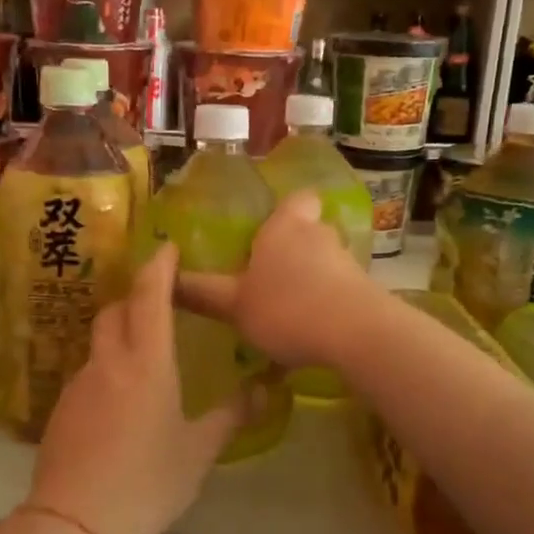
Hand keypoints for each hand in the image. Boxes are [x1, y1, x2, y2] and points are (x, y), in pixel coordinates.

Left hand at [25, 242, 245, 533]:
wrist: (74, 522)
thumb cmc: (148, 482)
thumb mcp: (199, 451)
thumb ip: (231, 415)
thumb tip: (264, 389)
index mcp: (147, 363)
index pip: (150, 295)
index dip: (159, 266)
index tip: (167, 247)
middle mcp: (108, 362)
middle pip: (116, 311)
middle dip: (136, 297)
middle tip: (159, 302)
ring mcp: (79, 384)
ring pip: (99, 343)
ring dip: (120, 335)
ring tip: (144, 357)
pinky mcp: (60, 409)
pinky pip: (88, 374)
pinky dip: (106, 369)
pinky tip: (120, 404)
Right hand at [176, 189, 378, 369]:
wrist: (356, 333)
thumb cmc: (286, 307)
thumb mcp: (234, 305)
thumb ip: (203, 293)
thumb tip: (167, 279)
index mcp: (284, 227)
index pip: (296, 200)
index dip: (286, 211)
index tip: (271, 228)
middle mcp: (318, 235)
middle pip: (309, 231)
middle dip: (293, 250)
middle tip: (270, 277)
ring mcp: (347, 262)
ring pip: (325, 262)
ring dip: (310, 280)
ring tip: (288, 311)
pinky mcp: (366, 291)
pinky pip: (341, 291)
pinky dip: (328, 304)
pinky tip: (313, 331)